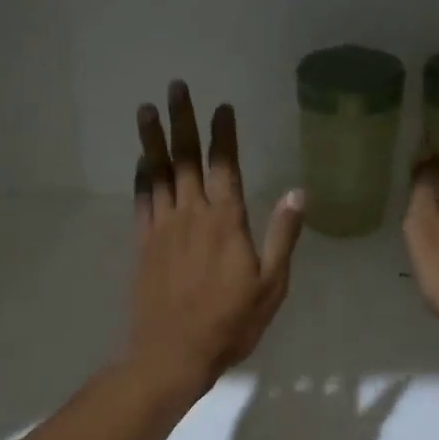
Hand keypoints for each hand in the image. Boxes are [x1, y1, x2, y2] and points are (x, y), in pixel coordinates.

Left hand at [127, 81, 304, 398]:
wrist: (172, 353)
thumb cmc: (229, 323)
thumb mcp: (271, 286)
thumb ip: (282, 236)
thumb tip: (297, 193)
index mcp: (226, 222)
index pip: (225, 166)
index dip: (223, 134)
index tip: (221, 107)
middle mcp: (192, 214)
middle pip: (186, 158)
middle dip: (182, 120)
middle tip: (176, 86)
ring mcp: (163, 227)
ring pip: (158, 173)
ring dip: (153, 139)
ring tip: (147, 108)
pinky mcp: (143, 244)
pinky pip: (142, 200)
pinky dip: (141, 177)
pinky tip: (141, 161)